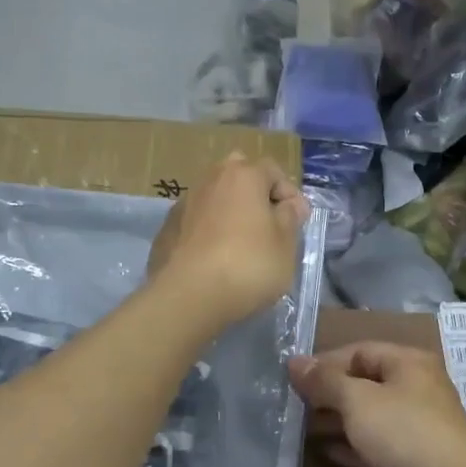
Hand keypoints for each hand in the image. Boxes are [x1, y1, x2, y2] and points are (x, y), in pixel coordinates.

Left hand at [146, 154, 309, 330]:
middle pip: (238, 176)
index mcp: (243, 176)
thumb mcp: (285, 245)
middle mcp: (210, 180)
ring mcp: (184, 204)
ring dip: (229, 213)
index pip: (273, 170)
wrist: (188, 296)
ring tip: (240, 245)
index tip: (298, 221)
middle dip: (254, 194)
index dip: (289, 194)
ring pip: (214, 198)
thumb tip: (288, 205)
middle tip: (266, 224)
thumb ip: (290, 218)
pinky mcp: (167, 230)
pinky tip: (214, 258)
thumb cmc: (248, 265)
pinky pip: (196, 222)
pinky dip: (207, 232)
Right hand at [287, 342, 465, 466]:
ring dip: (339, 420)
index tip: (293, 379)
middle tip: (295, 405)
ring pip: (371, 415)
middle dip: (330, 393)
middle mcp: (417, 387)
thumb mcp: (357, 399)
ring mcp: (418, 423)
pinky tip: (327, 452)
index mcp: (409, 362)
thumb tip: (294, 362)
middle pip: (365, 383)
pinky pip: (377, 443)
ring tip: (304, 428)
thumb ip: (325, 380)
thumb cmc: (403, 429)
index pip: (359, 351)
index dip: (325, 362)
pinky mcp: (415, 456)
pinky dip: (353, 445)